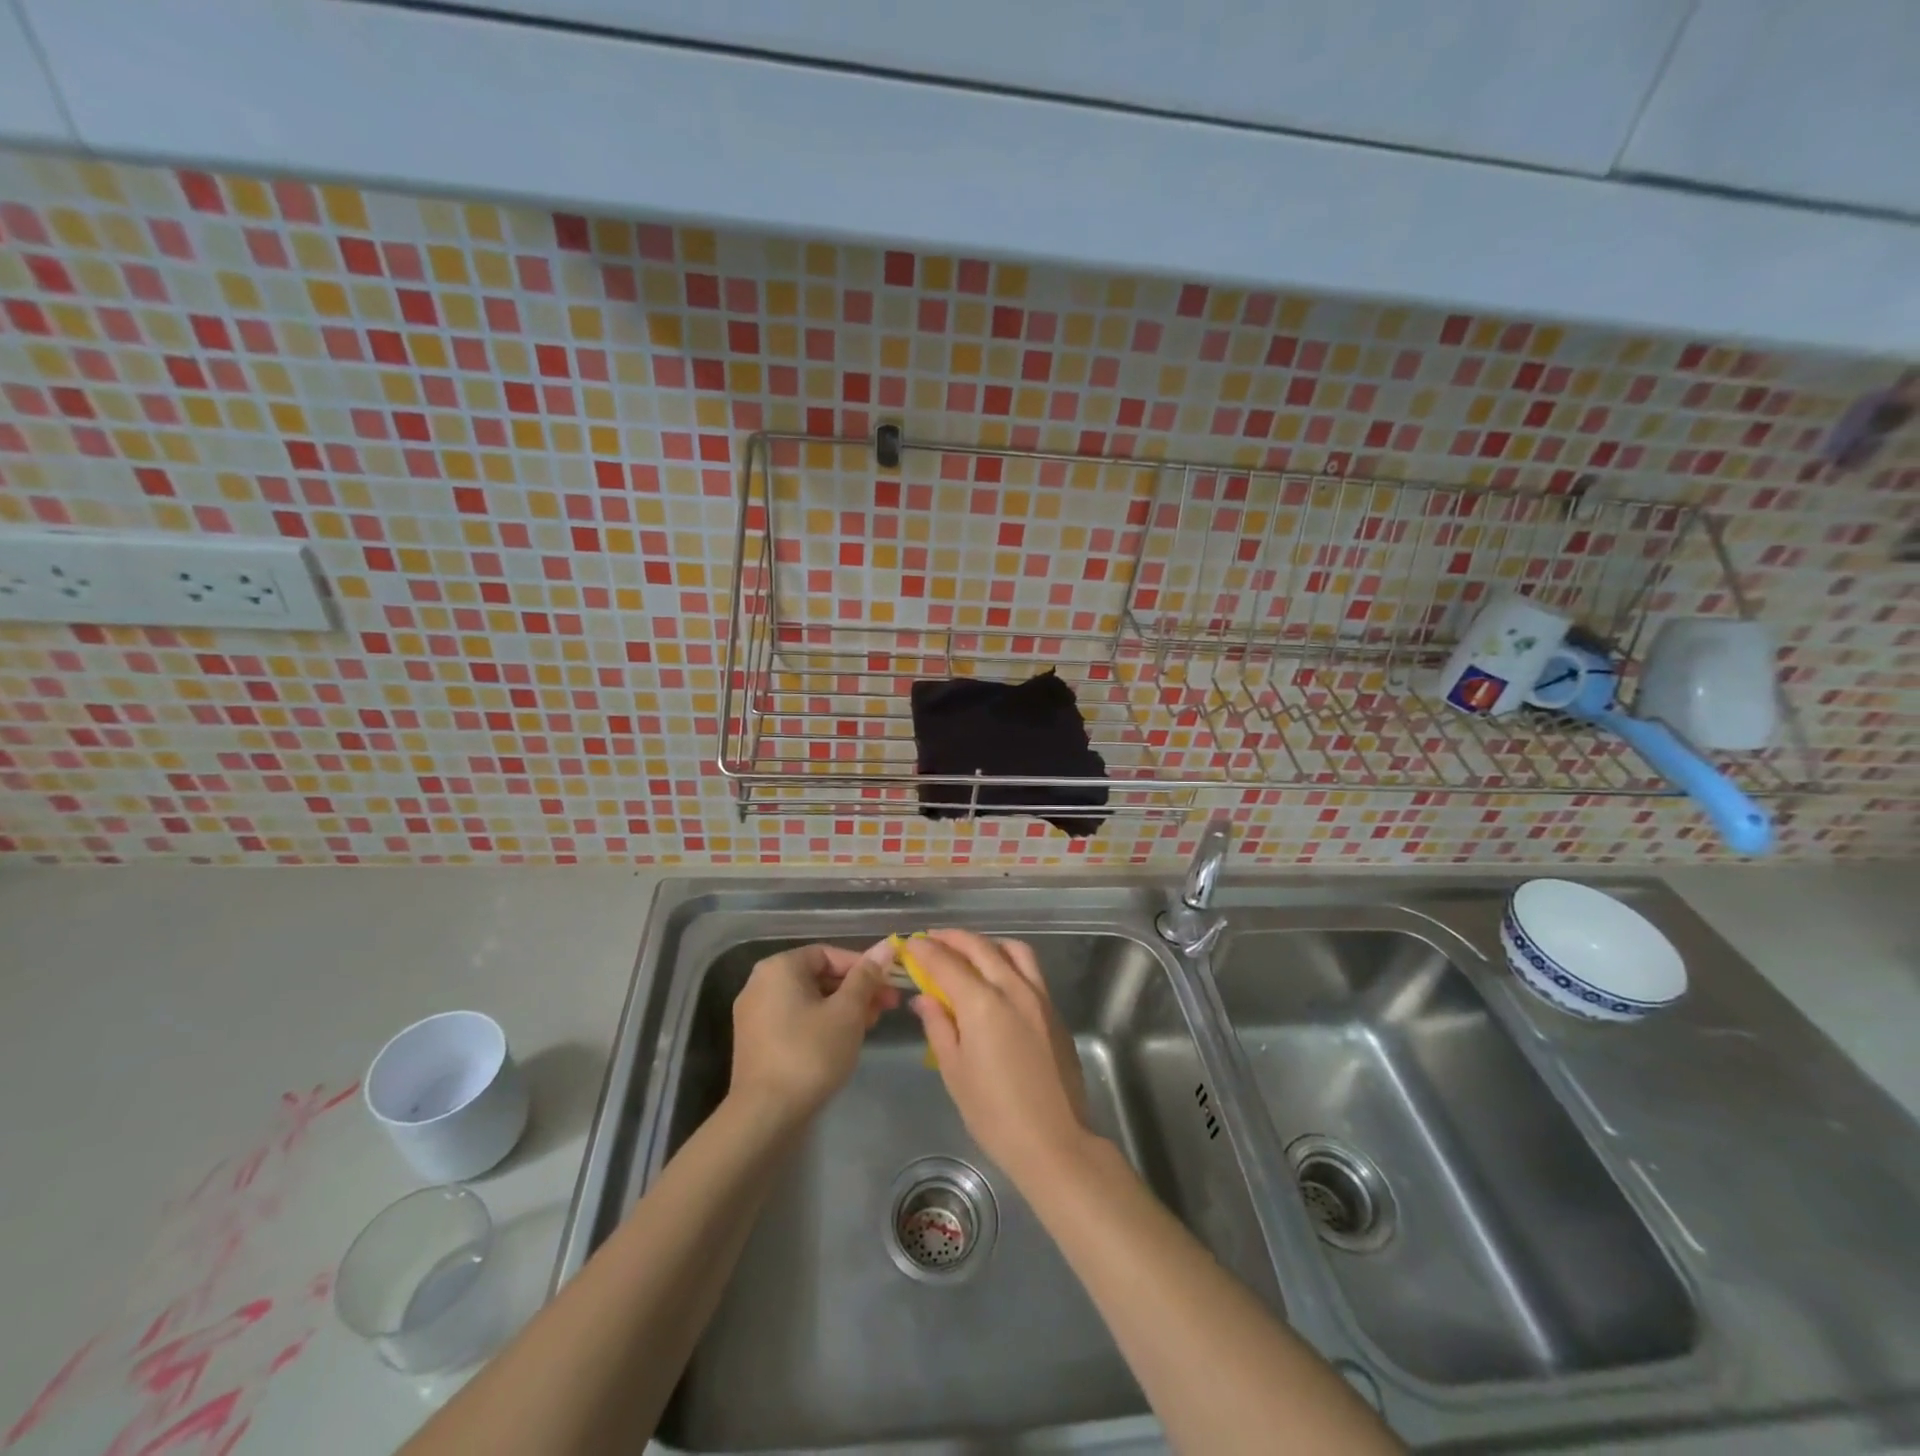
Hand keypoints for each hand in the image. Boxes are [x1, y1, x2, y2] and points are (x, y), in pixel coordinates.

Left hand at [729, 944, 897, 1121]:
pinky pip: (795, 1019)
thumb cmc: (811, 1053)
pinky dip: (821, 1023)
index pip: (829, 954)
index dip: (863, 967)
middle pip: (819, 976)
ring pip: (809, 999)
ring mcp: (755, 1014)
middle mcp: (761, 983)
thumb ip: (866, 977)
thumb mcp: (847, 1012)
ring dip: (842, 1008)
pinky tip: (844, 1041)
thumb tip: (886, 946)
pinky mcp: (756, 1041)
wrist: (765, 1115)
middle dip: (856, 989)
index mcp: (780, 967)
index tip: (888, 985)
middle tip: (886, 1007)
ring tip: (870, 1026)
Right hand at [904, 930, 1092, 1183]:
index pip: (946, 963)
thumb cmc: (994, 1113)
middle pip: (979, 948)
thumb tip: (924, 998)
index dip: (925, 951)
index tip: (910, 944)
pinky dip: (1008, 960)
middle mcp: (1012, 988)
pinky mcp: (1054, 1010)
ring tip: (967, 952)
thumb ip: (938, 1026)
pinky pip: (1030, 969)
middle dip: (952, 939)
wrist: (1054, 1141)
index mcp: (982, 1003)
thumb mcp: (954, 1071)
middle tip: (932, 940)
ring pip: (1012, 950)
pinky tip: (997, 976)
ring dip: (986, 944)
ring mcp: (1039, 996)